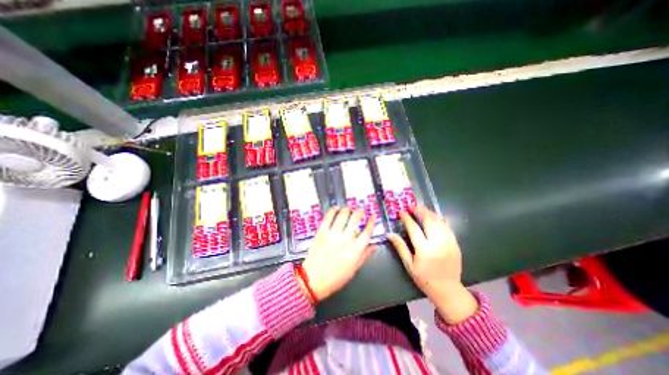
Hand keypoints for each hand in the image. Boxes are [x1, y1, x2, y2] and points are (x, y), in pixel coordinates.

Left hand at [302, 207, 375, 303]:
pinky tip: (336, 208)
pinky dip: (333, 210)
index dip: (371, 222)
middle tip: (360, 210)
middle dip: (359, 212)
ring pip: (342, 216)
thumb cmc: (335, 278)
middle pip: (355, 221)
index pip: (367, 233)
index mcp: (355, 251)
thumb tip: (374, 245)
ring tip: (349, 207)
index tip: (372, 217)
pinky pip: (328, 218)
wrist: (312, 281)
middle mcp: (345, 241)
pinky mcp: (321, 233)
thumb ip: (365, 255)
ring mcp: (332, 236)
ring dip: (347, 209)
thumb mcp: (354, 269)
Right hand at [390, 205, 478, 324]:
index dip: (407, 218)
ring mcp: (449, 243)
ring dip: (430, 213)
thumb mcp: (409, 264)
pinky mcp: (455, 244)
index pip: (414, 228)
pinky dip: (440, 219)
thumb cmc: (424, 278)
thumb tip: (389, 234)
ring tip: (422, 209)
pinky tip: (435, 216)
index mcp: (424, 250)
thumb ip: (400, 247)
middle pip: (429, 221)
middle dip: (420, 211)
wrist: (448, 290)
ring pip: (439, 222)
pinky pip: (448, 227)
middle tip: (413, 206)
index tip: (401, 212)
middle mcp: (438, 244)